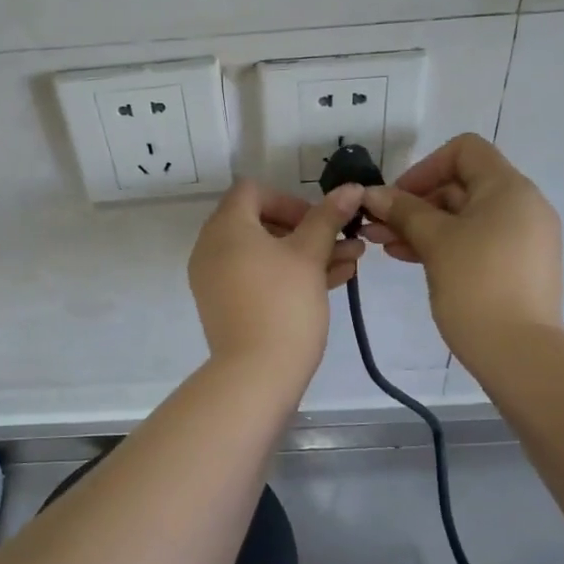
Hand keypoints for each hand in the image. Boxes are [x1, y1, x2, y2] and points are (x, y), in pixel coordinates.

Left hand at [188, 180, 365, 378]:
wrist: (256, 374)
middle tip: (341, 242)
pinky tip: (334, 282)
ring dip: (307, 253)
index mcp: (226, 227)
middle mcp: (212, 248)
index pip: (252, 191)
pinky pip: (258, 278)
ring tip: (351, 263)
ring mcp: (216, 279)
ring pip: (265, 254)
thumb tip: (350, 188)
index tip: (318, 221)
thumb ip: (327, 218)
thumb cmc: (284, 304)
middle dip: (307, 230)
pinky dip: (289, 275)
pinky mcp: (226, 305)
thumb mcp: (310, 256)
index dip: (289, 199)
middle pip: (261, 223)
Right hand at [358, 134, 561, 356]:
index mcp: (509, 188)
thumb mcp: (434, 242)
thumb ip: (403, 211)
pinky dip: (443, 244)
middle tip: (377, 226)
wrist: (520, 352)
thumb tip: (373, 193)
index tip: (397, 198)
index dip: (425, 167)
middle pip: (461, 185)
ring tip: (384, 246)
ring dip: (422, 226)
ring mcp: (523, 237)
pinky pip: (476, 241)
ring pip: (464, 217)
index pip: (465, 150)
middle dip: (415, 203)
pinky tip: (409, 258)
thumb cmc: (475, 285)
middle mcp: (522, 205)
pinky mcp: (518, 266)